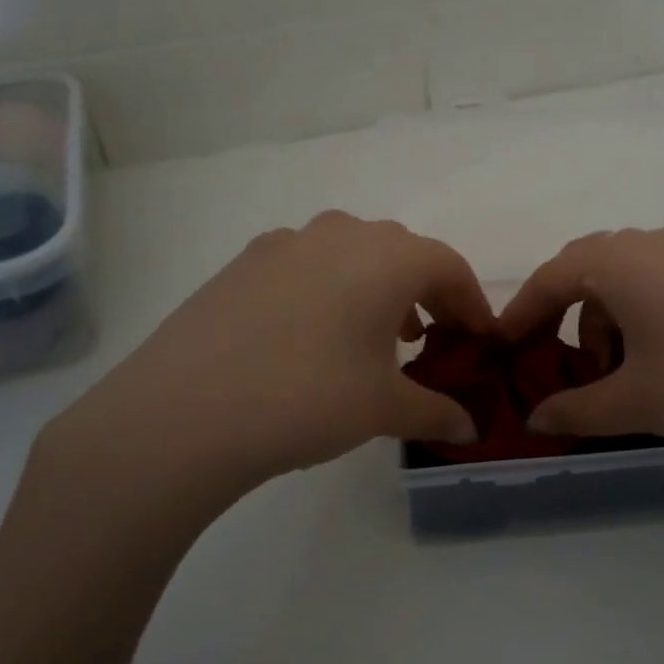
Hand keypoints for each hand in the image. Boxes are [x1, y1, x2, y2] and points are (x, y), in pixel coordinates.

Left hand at [33, 212, 493, 520]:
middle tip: (429, 339)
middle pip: (402, 252)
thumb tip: (469, 430)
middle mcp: (340, 233)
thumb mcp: (383, 410)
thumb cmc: (308, 399)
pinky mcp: (243, 263)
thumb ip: (436, 412)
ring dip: (375, 287)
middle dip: (426, 292)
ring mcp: (285, 243)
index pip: (449, 266)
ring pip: (351, 253)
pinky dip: (328, 289)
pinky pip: (306, 264)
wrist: (183, 412)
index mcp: (386, 257)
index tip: (480, 339)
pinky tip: (312, 336)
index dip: (473, 302)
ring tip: (374, 338)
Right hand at [499, 228, 663, 474]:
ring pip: (625, 280)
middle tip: (555, 365)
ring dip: (604, 321)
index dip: (520, 315)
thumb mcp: (637, 402)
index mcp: (619, 260)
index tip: (499, 347)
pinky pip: (660, 285)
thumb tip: (535, 420)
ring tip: (614, 376)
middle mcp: (651, 244)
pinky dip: (640, 318)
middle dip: (562, 317)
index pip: (550, 279)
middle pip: (586, 272)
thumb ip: (577, 408)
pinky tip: (657, 363)